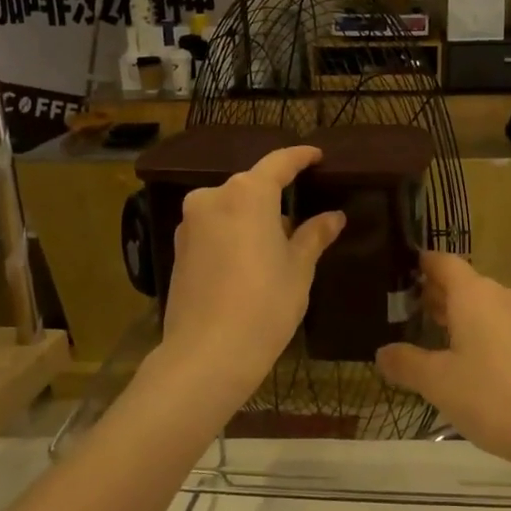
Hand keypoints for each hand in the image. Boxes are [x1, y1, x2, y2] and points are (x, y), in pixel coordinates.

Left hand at [156, 145, 343, 401]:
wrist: (206, 355)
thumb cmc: (264, 306)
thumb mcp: (298, 269)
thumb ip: (314, 236)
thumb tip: (333, 216)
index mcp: (247, 194)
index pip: (279, 163)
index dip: (300, 157)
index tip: (316, 156)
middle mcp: (212, 198)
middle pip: (250, 186)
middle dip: (276, 195)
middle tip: (303, 211)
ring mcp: (190, 223)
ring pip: (229, 208)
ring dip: (252, 217)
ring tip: (277, 241)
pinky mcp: (177, 249)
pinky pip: (213, 228)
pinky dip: (233, 233)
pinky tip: (249, 259)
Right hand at [377, 253, 510, 470]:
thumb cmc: (492, 397)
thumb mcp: (437, 382)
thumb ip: (406, 363)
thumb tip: (382, 353)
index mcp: (474, 295)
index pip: (443, 262)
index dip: (420, 264)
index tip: (397, 273)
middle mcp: (502, 296)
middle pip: (463, 283)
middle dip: (434, 293)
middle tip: (403, 312)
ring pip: (483, 305)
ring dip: (457, 315)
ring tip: (429, 336)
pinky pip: (501, 325)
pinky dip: (479, 332)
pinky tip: (466, 361)